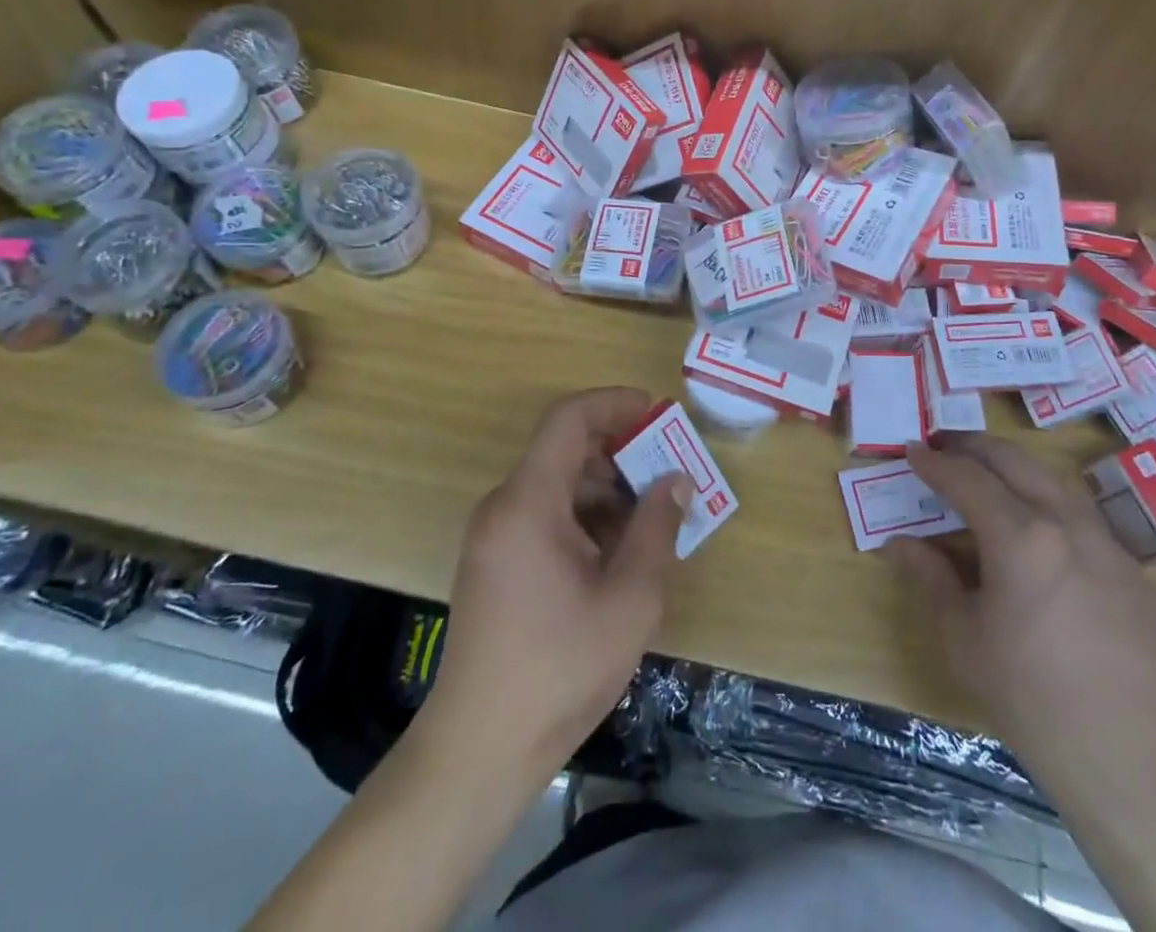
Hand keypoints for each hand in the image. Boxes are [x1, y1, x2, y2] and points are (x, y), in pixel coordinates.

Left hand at [426, 388, 692, 777]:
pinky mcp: (495, 563)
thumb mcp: (629, 600)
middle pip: (565, 450)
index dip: (614, 403)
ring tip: (653, 520)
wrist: (479, 752)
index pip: (568, 420)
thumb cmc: (558, 670)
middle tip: (669, 474)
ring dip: (607, 489)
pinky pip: (545, 516)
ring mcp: (494, 537)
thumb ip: (657, 529)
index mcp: (528, 504)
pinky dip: (586, 518)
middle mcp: (504, 507)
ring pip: (558, 484)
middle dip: (621, 452)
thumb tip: (676, 481)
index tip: (658, 414)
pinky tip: (620, 553)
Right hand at [890, 435, 1155, 760]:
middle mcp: (1066, 522)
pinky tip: (1038, 530)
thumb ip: (931, 579)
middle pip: (1014, 460)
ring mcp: (1106, 542)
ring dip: (1013, 466)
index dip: (934, 462)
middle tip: (943, 446)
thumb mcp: (964, 637)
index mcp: (1020, 535)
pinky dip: (1047, 501)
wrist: (1132, 759)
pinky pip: (1082, 515)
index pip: (967, 479)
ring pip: (1052, 479)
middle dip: (973, 446)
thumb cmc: (1032, 698)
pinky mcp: (1133, 570)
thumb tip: (899, 544)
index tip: (912, 451)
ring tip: (986, 474)